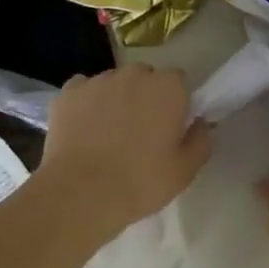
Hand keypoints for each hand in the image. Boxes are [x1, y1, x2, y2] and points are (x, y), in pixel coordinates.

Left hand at [41, 65, 211, 234]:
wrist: (82, 192)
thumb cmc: (141, 182)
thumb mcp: (185, 171)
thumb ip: (200, 141)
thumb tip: (200, 123)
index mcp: (168, 88)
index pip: (179, 81)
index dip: (175, 102)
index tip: (170, 126)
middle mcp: (134, 75)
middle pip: (145, 78)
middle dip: (145, 97)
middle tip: (140, 132)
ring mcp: (97, 81)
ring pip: (113, 83)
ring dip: (115, 100)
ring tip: (108, 135)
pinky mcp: (68, 93)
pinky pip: (83, 91)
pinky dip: (85, 105)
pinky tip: (84, 130)